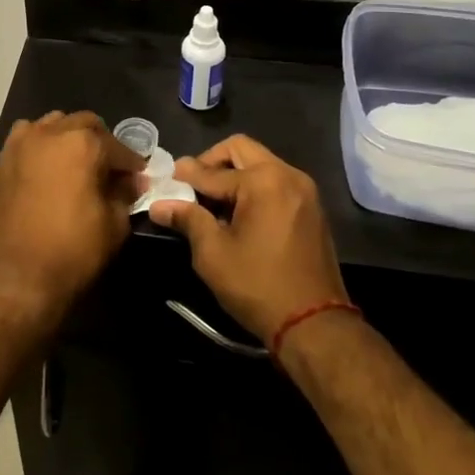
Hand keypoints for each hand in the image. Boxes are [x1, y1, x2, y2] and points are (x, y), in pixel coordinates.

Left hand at [0, 111, 144, 326]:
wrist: (15, 277)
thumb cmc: (72, 251)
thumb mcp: (113, 225)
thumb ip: (125, 194)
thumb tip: (132, 181)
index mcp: (83, 144)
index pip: (118, 147)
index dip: (131, 164)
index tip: (138, 178)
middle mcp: (51, 132)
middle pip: (85, 125)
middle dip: (102, 143)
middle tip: (110, 170)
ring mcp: (22, 142)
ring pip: (54, 124)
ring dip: (70, 138)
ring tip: (78, 165)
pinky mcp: (3, 159)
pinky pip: (28, 138)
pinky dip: (42, 144)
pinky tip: (48, 168)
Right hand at [148, 134, 347, 345]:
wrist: (315, 325)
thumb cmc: (258, 286)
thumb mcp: (213, 253)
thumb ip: (188, 219)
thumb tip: (159, 205)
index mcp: (263, 180)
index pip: (212, 171)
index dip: (185, 177)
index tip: (166, 180)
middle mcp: (287, 174)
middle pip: (241, 150)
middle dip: (212, 163)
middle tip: (192, 186)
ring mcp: (304, 190)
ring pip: (260, 164)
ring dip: (234, 174)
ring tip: (213, 203)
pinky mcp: (312, 208)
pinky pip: (276, 182)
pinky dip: (254, 187)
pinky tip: (239, 214)